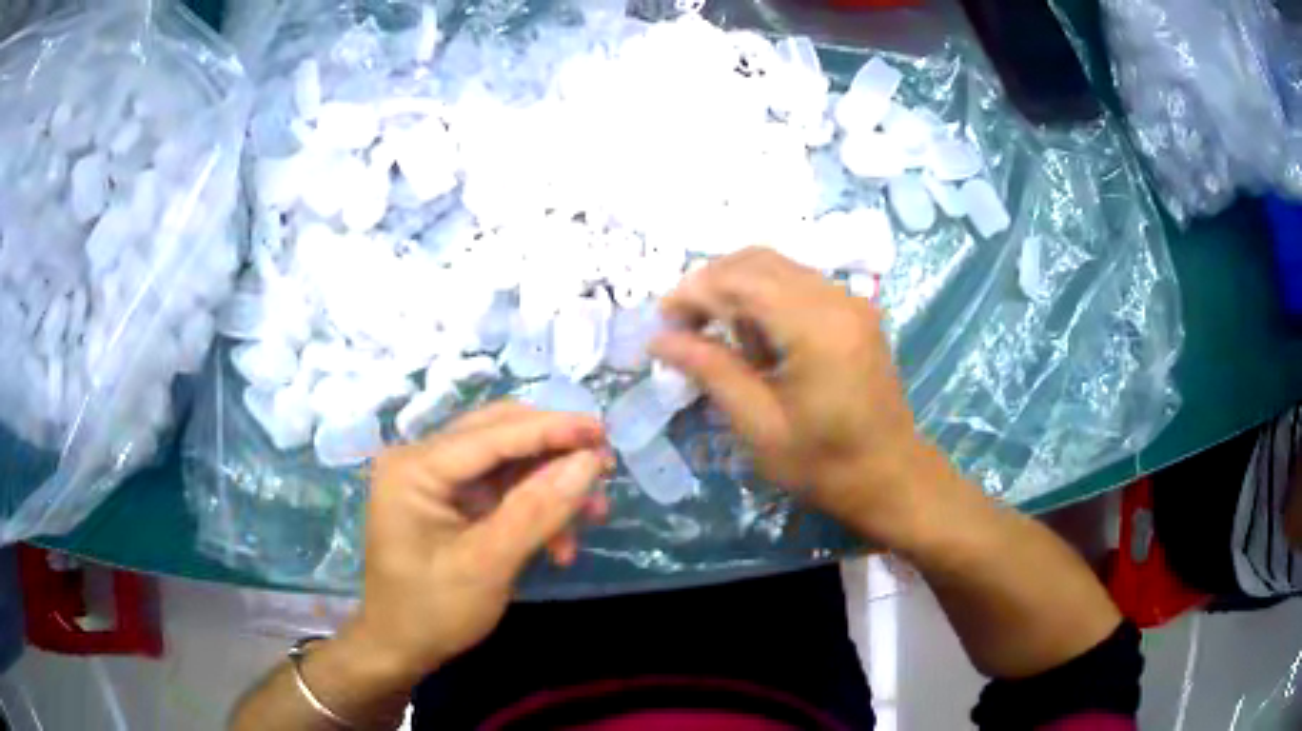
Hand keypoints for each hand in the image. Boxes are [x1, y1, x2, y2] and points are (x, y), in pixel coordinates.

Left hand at [344, 402, 610, 683]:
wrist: (400, 648)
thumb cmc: (433, 611)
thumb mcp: (488, 565)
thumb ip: (538, 510)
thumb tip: (590, 462)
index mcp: (414, 467)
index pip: (492, 434)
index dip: (552, 429)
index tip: (603, 430)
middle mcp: (421, 459)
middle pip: (499, 436)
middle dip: (554, 454)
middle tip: (604, 469)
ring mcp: (434, 479)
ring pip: (506, 462)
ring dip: (550, 485)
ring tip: (593, 514)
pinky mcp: (449, 500)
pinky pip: (501, 488)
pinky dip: (534, 508)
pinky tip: (559, 541)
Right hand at [653, 248, 949, 543]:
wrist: (891, 476)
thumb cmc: (824, 464)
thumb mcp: (759, 425)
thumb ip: (711, 371)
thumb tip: (660, 339)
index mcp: (816, 328)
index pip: (741, 281)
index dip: (694, 293)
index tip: (663, 322)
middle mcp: (837, 299)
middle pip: (758, 261)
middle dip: (712, 284)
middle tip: (682, 326)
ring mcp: (850, 301)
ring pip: (777, 266)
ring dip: (737, 289)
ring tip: (716, 336)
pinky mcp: (854, 310)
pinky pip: (797, 283)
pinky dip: (764, 297)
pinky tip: (755, 338)